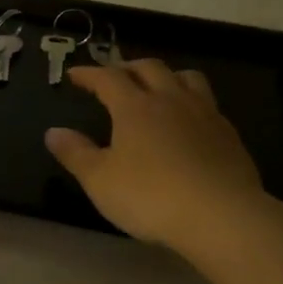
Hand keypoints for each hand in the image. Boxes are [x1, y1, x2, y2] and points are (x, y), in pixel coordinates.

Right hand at [45, 60, 264, 253]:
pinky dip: (190, 102)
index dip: (89, 74)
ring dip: (166, 76)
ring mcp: (205, 115)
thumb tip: (53, 132)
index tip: (74, 75)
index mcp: (135, 107)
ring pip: (186, 78)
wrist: (221, 216)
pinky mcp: (229, 135)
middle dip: (127, 67)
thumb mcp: (99, 180)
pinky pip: (207, 103)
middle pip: (150, 68)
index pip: (108, 78)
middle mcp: (171, 101)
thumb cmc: (150, 196)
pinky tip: (186, 122)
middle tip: (113, 76)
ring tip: (156, 88)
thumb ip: (75, 153)